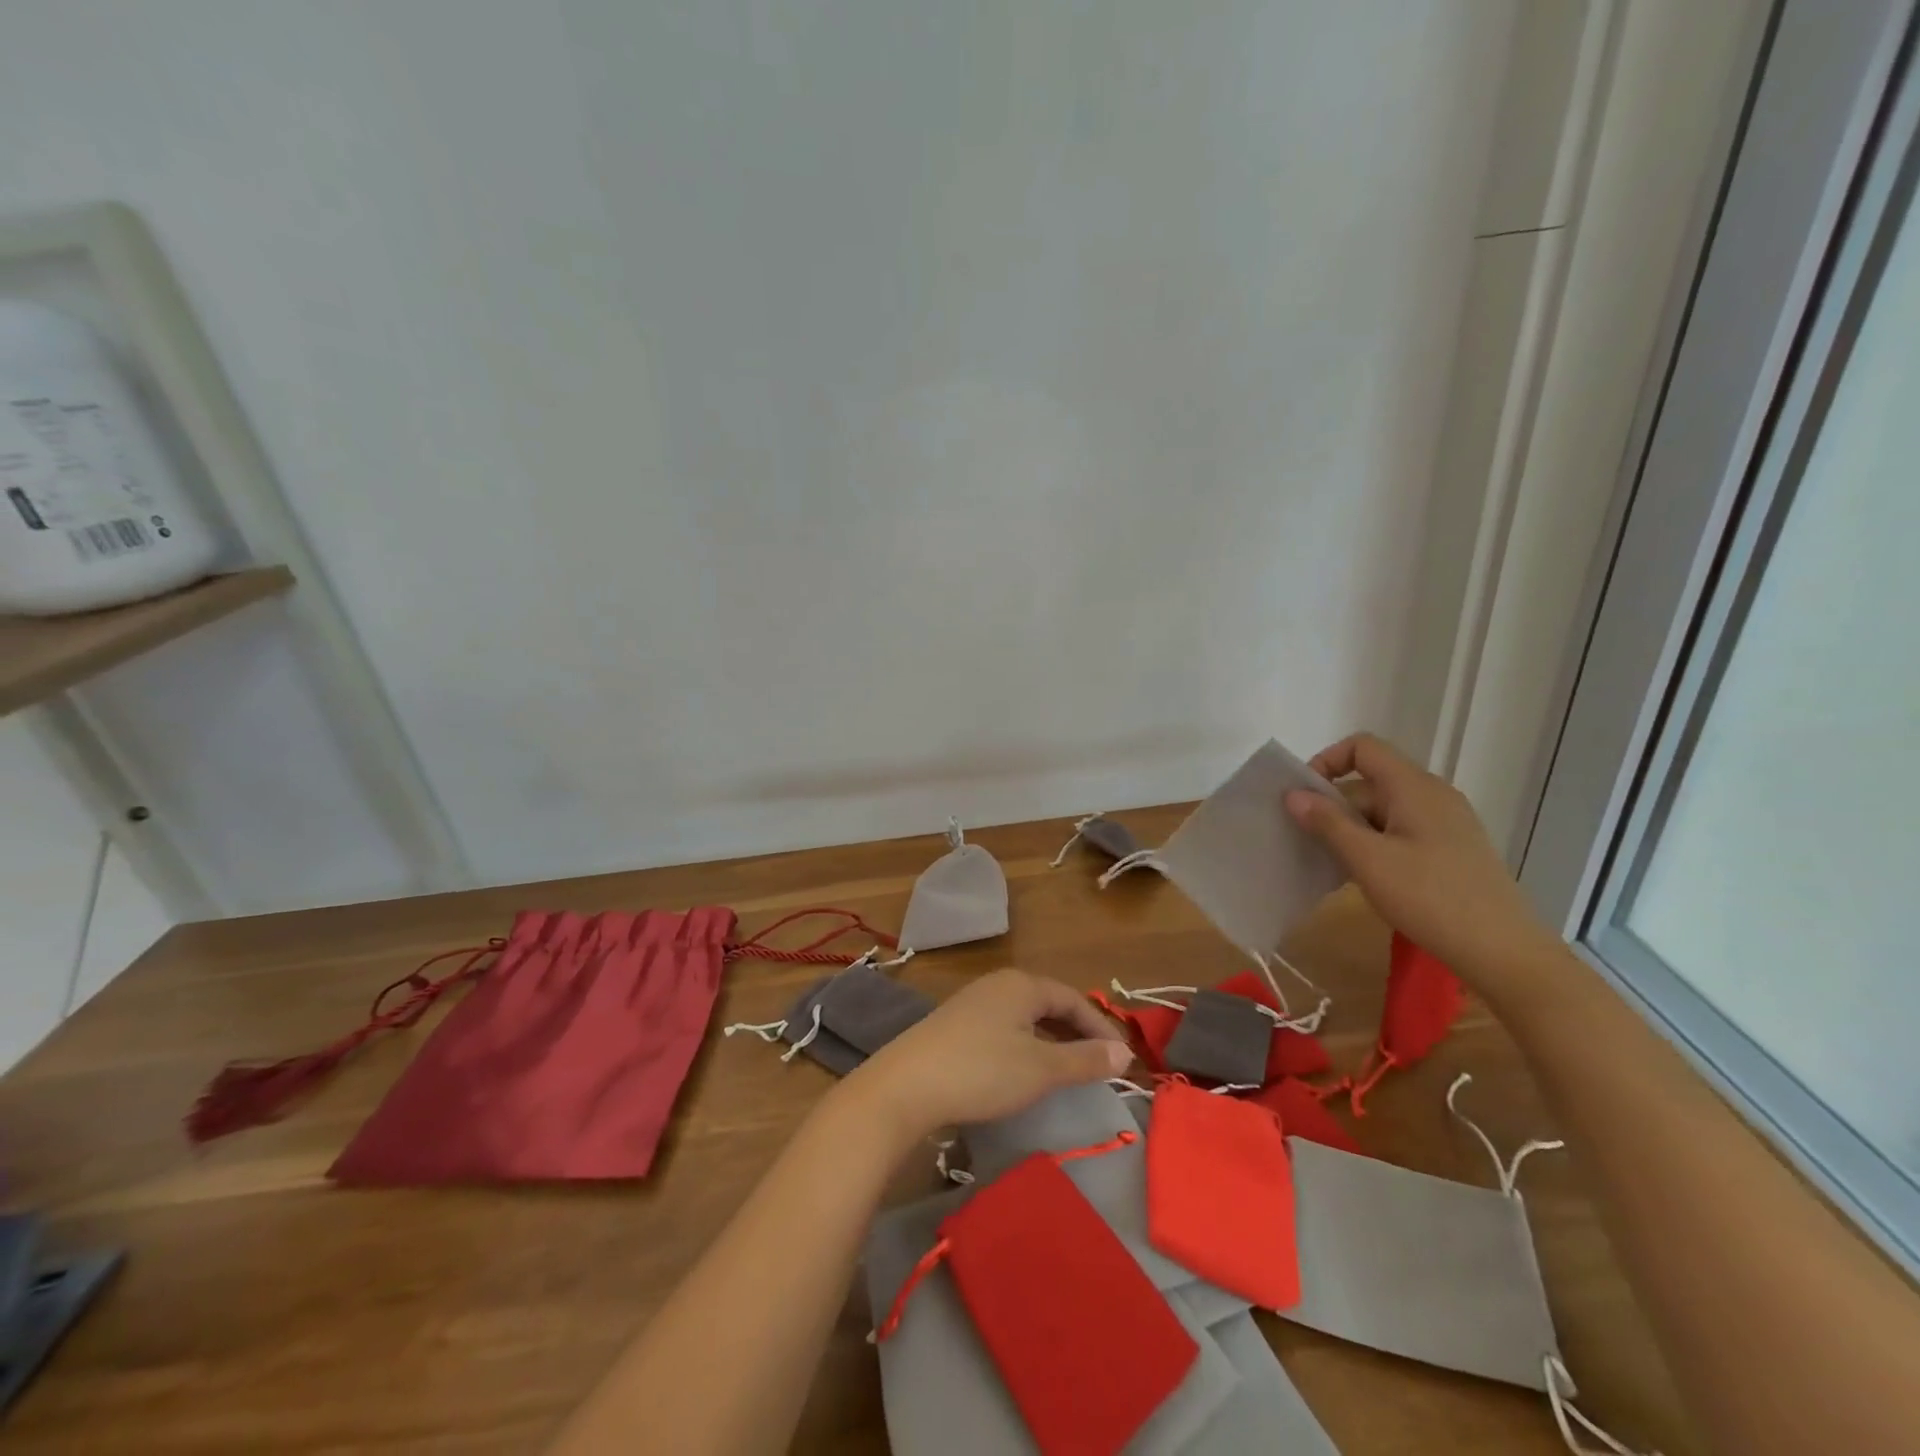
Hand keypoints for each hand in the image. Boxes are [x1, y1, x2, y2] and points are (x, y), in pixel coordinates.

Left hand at [841, 968, 1131, 1144]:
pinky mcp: (955, 1025)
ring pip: (1025, 1016)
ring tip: (1067, 1069)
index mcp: (1022, 984)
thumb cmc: (982, 1071)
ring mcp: (973, 1002)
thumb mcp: (1041, 1069)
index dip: (1101, 1028)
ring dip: (1051, 1039)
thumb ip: (1085, 1060)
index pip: (1074, 999)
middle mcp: (998, 984)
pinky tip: (1023, 1069)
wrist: (906, 1086)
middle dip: (1077, 1032)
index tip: (1121, 1061)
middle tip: (1099, 1065)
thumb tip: (1125, 1054)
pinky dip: (1025, 1045)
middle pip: (1049, 1003)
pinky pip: (1004, 1027)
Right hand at [1285, 733, 1562, 989]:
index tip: (1304, 798)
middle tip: (1308, 842)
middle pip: (1370, 781)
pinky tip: (1364, 877)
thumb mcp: (1368, 860)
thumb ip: (1328, 823)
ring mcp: (1445, 823)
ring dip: (1351, 829)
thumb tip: (1293, 794)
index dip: (1327, 762)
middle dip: (1334, 805)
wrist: (1503, 952)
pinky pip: (1400, 831)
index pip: (1363, 747)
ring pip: (1383, 810)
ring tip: (1331, 863)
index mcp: (1413, 787)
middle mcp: (1432, 795)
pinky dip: (1374, 844)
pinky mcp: (1451, 849)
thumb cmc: (1430, 898)